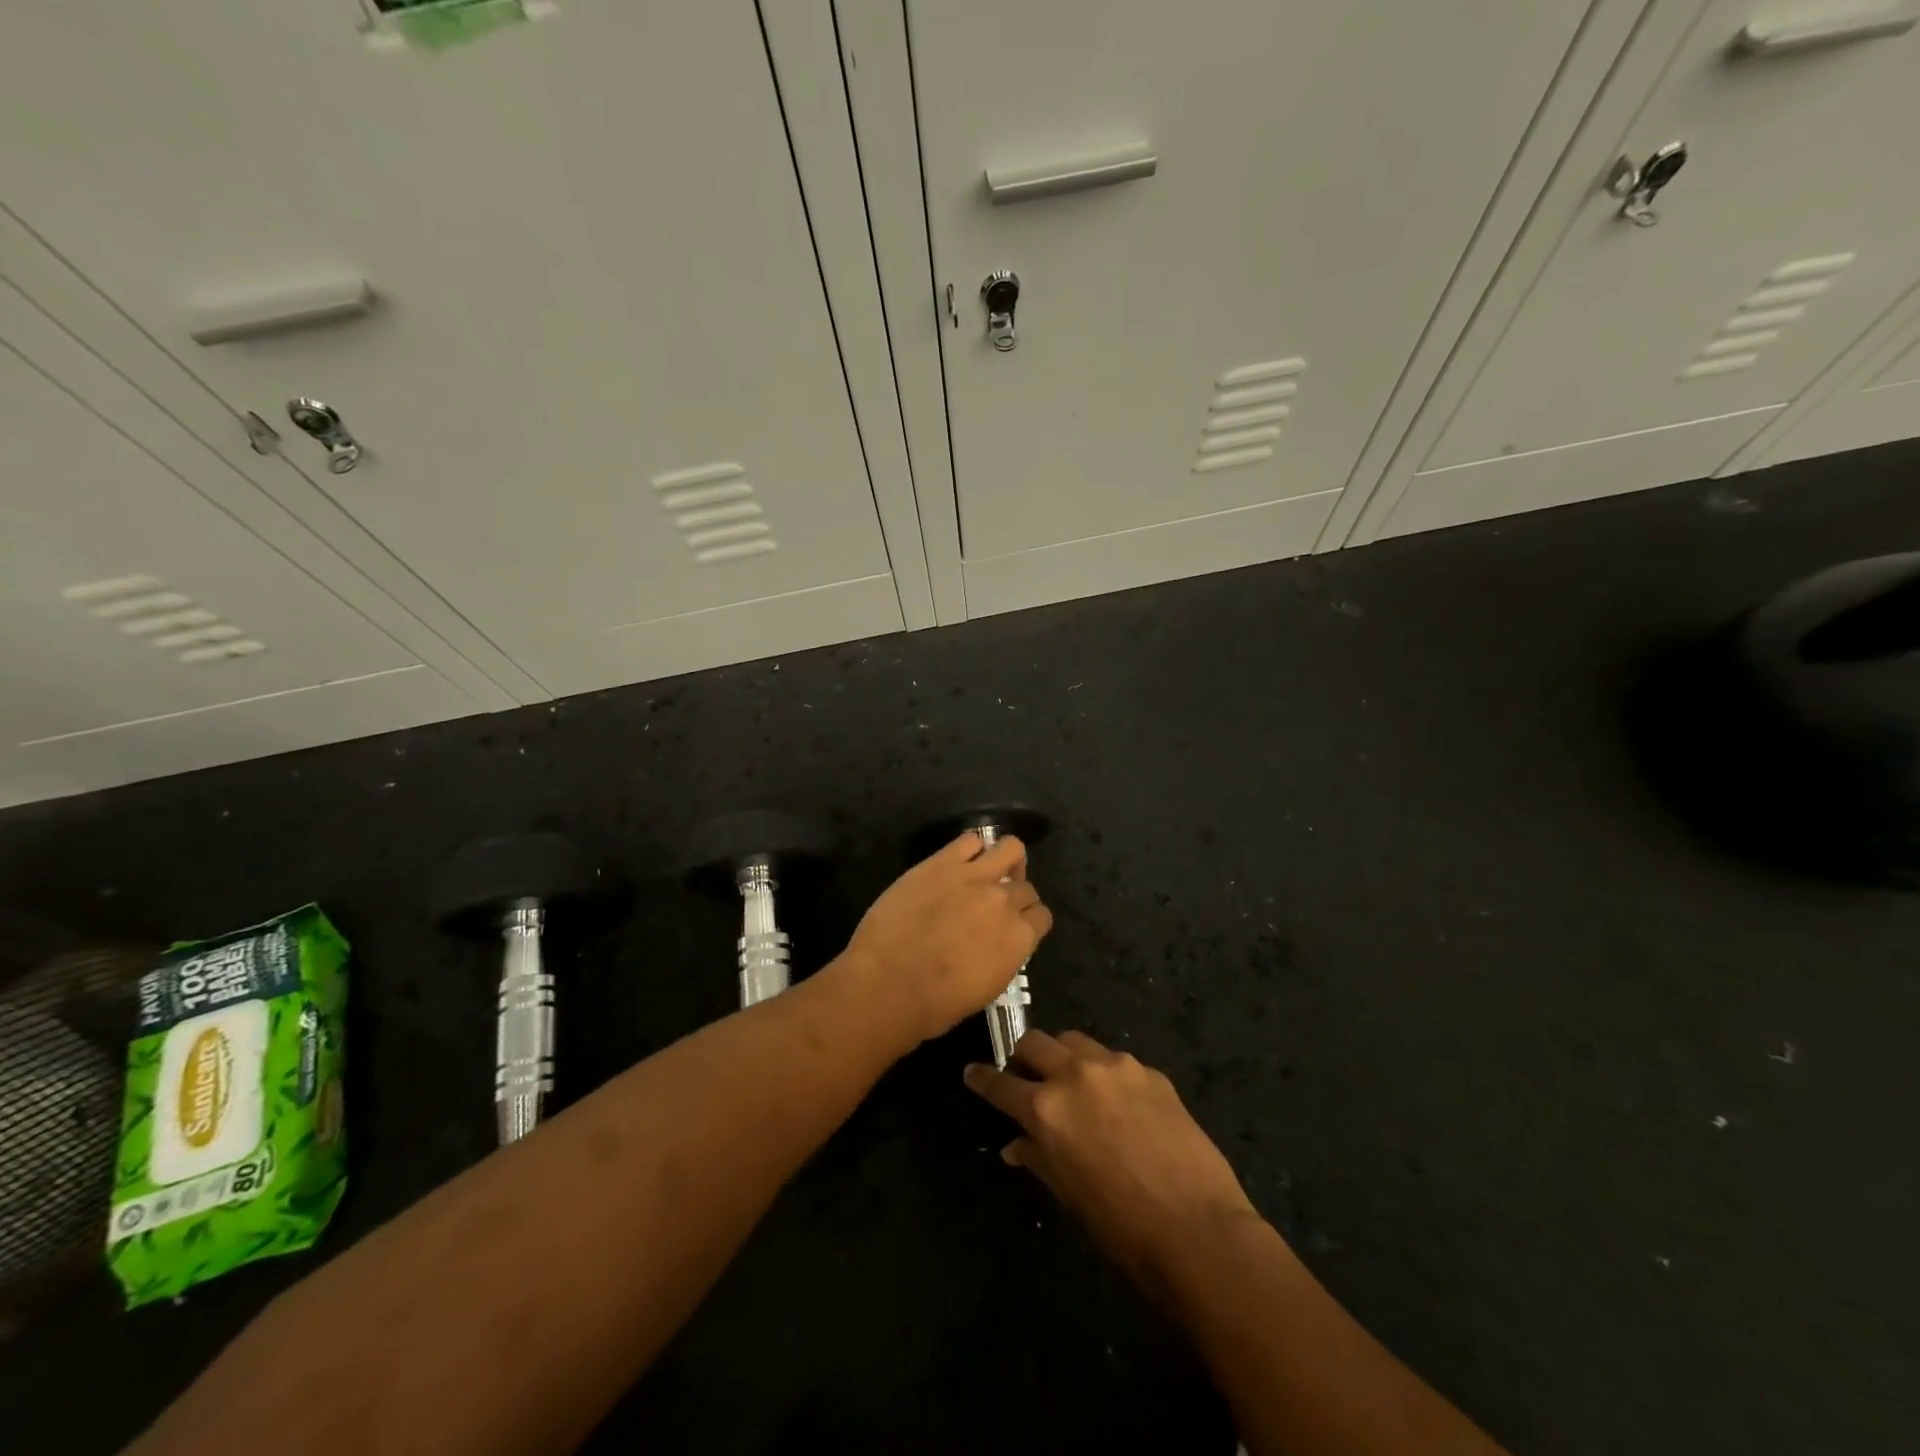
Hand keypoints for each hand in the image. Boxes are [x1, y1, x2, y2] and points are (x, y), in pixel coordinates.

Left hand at [842, 833, 1052, 1045]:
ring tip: (987, 873)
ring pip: (1011, 848)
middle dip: (1014, 896)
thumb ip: (1002, 956)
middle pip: (1026, 887)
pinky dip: (970, 849)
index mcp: (1019, 939)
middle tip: (992, 907)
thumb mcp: (986, 989)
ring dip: (1005, 861)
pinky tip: (957, 864)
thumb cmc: (935, 1005)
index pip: (1042, 917)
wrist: (887, 984)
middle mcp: (1005, 902)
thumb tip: (999, 942)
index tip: (1012, 927)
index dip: (1028, 921)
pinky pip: (970, 840)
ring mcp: (975, 877)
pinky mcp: (943, 862)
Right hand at [964, 1030, 1258, 1287]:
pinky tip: (1119, 1102)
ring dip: (1063, 1056)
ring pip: (1074, 1040)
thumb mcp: (1068, 1195)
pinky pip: (1114, 1060)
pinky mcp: (1149, 1071)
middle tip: (1026, 1076)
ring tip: (1071, 1080)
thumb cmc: (1122, 1227)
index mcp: (1046, 1109)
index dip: (982, 1078)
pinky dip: (1104, 1073)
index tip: (972, 1072)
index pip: (1000, 1084)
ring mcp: (1115, 1066)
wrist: (1199, 1230)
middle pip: (1034, 1041)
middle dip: (1022, 1056)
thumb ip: (1038, 1158)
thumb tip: (1015, 1145)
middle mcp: (1075, 1075)